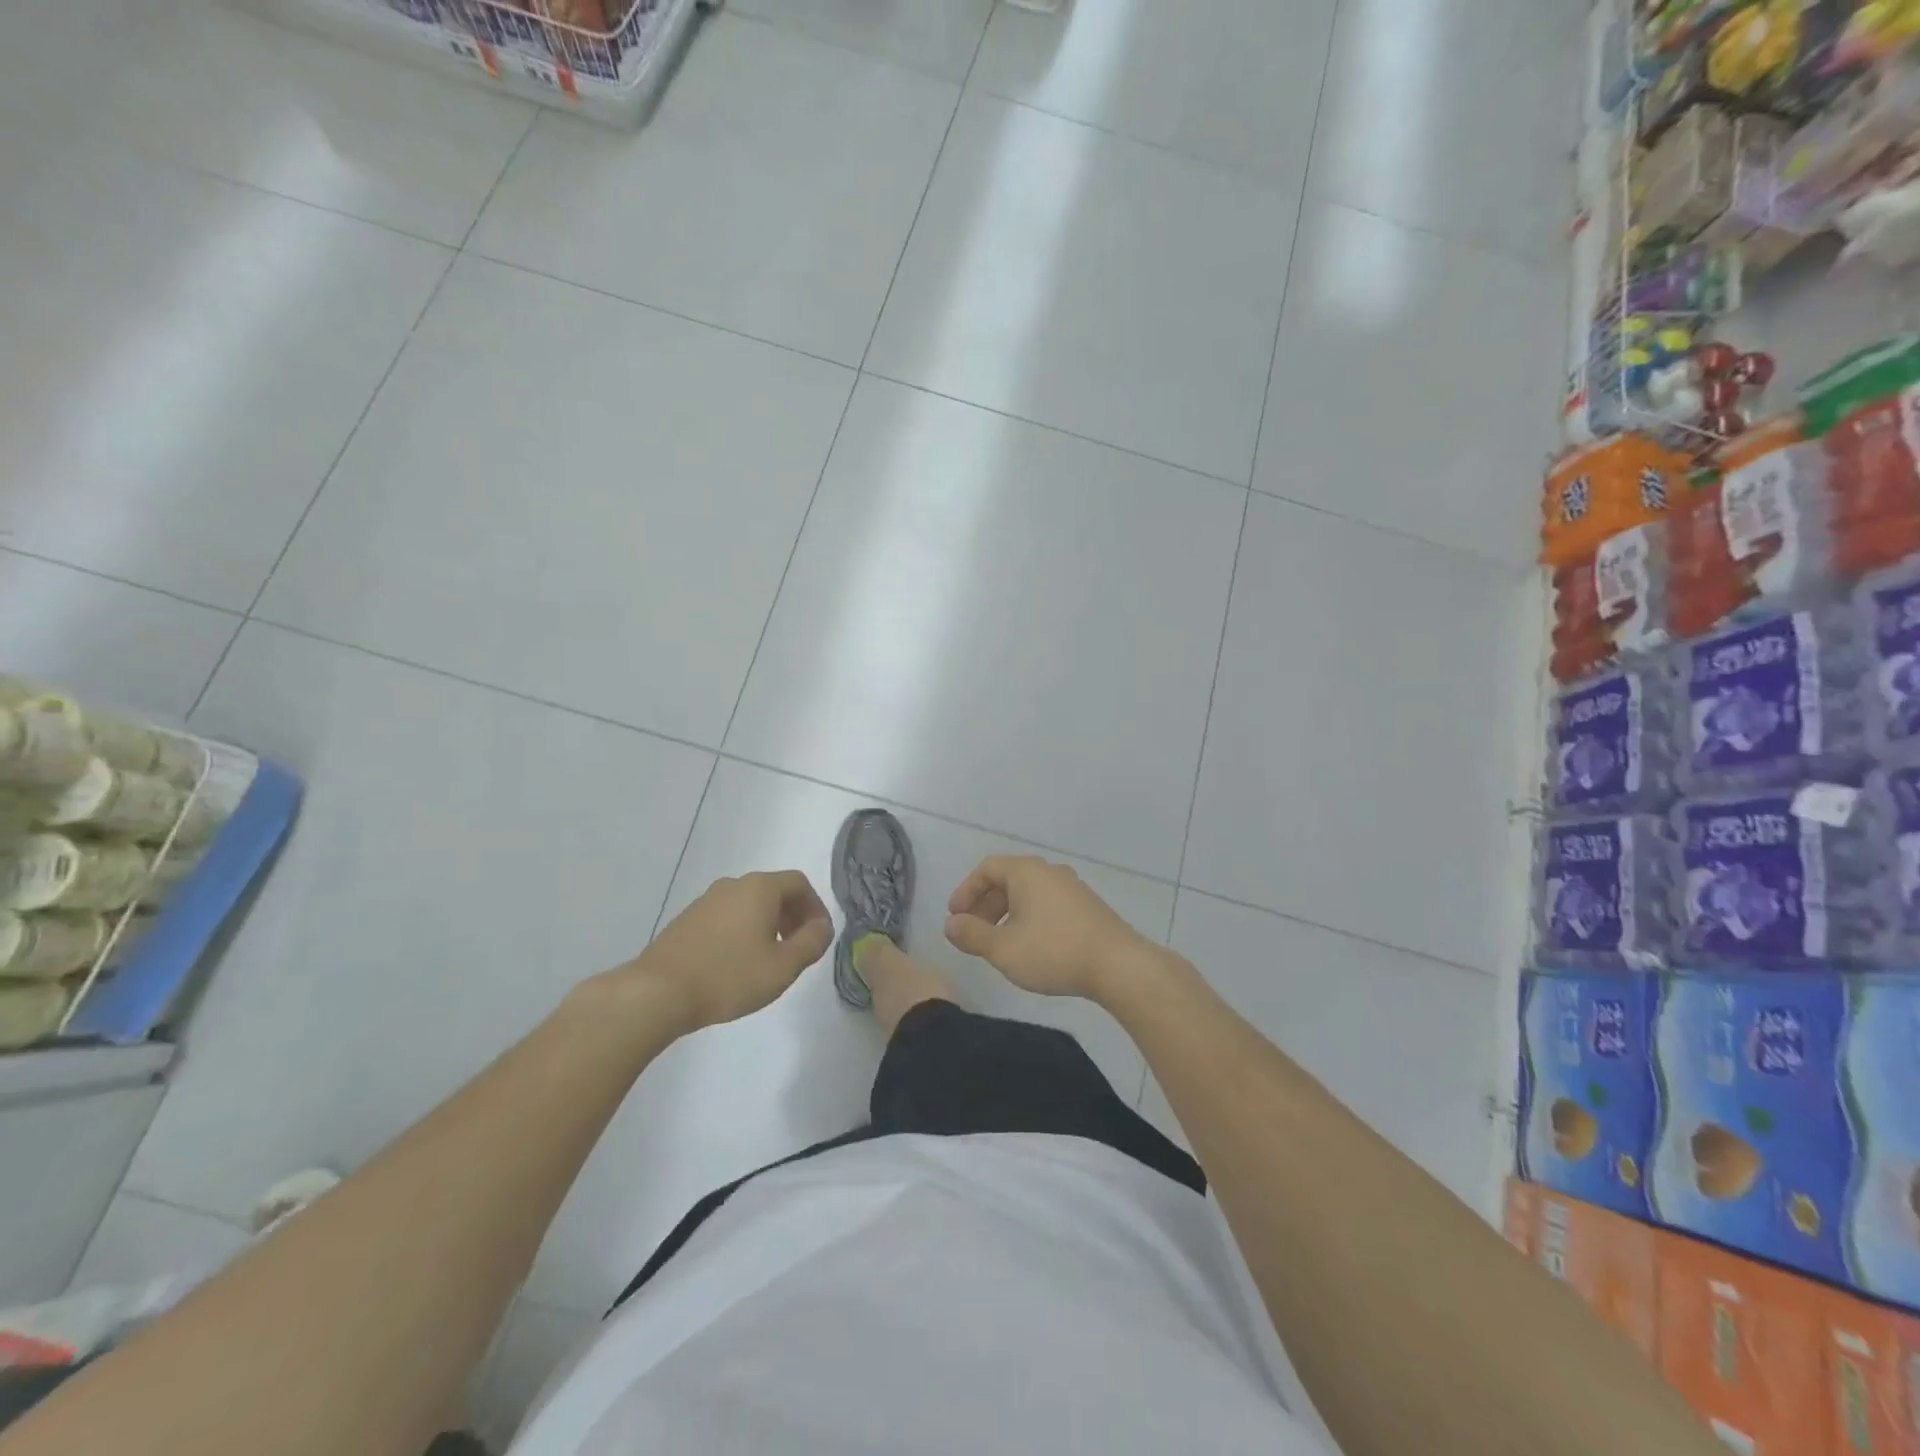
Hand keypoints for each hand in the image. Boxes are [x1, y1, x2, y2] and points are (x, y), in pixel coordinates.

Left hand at [631, 871, 832, 1031]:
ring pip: (749, 905)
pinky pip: (727, 917)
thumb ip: (811, 943)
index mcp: (760, 888)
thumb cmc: (729, 976)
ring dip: (767, 925)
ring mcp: (706, 901)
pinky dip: (742, 931)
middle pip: (774, 891)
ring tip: (770, 960)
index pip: (799, 883)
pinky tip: (738, 964)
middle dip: (793, 917)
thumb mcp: (783, 966)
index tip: (819, 936)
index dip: (816, 907)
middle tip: (799, 948)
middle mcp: (733, 885)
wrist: (657, 992)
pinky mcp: (687, 921)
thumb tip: (823, 926)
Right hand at [944, 855, 1150, 1000]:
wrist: (1118, 965)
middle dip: (985, 905)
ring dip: (1006, 914)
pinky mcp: (1087, 907)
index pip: (987, 869)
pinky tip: (1029, 947)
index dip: (966, 891)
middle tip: (972, 933)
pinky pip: (1047, 904)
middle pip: (1007, 880)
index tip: (955, 917)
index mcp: (1027, 871)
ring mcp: (1072, 887)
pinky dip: (1029, 918)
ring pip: (1028, 894)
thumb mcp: (1003, 948)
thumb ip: (971, 935)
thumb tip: (951, 924)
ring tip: (998, 944)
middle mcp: (1049, 871)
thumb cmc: (1053, 951)